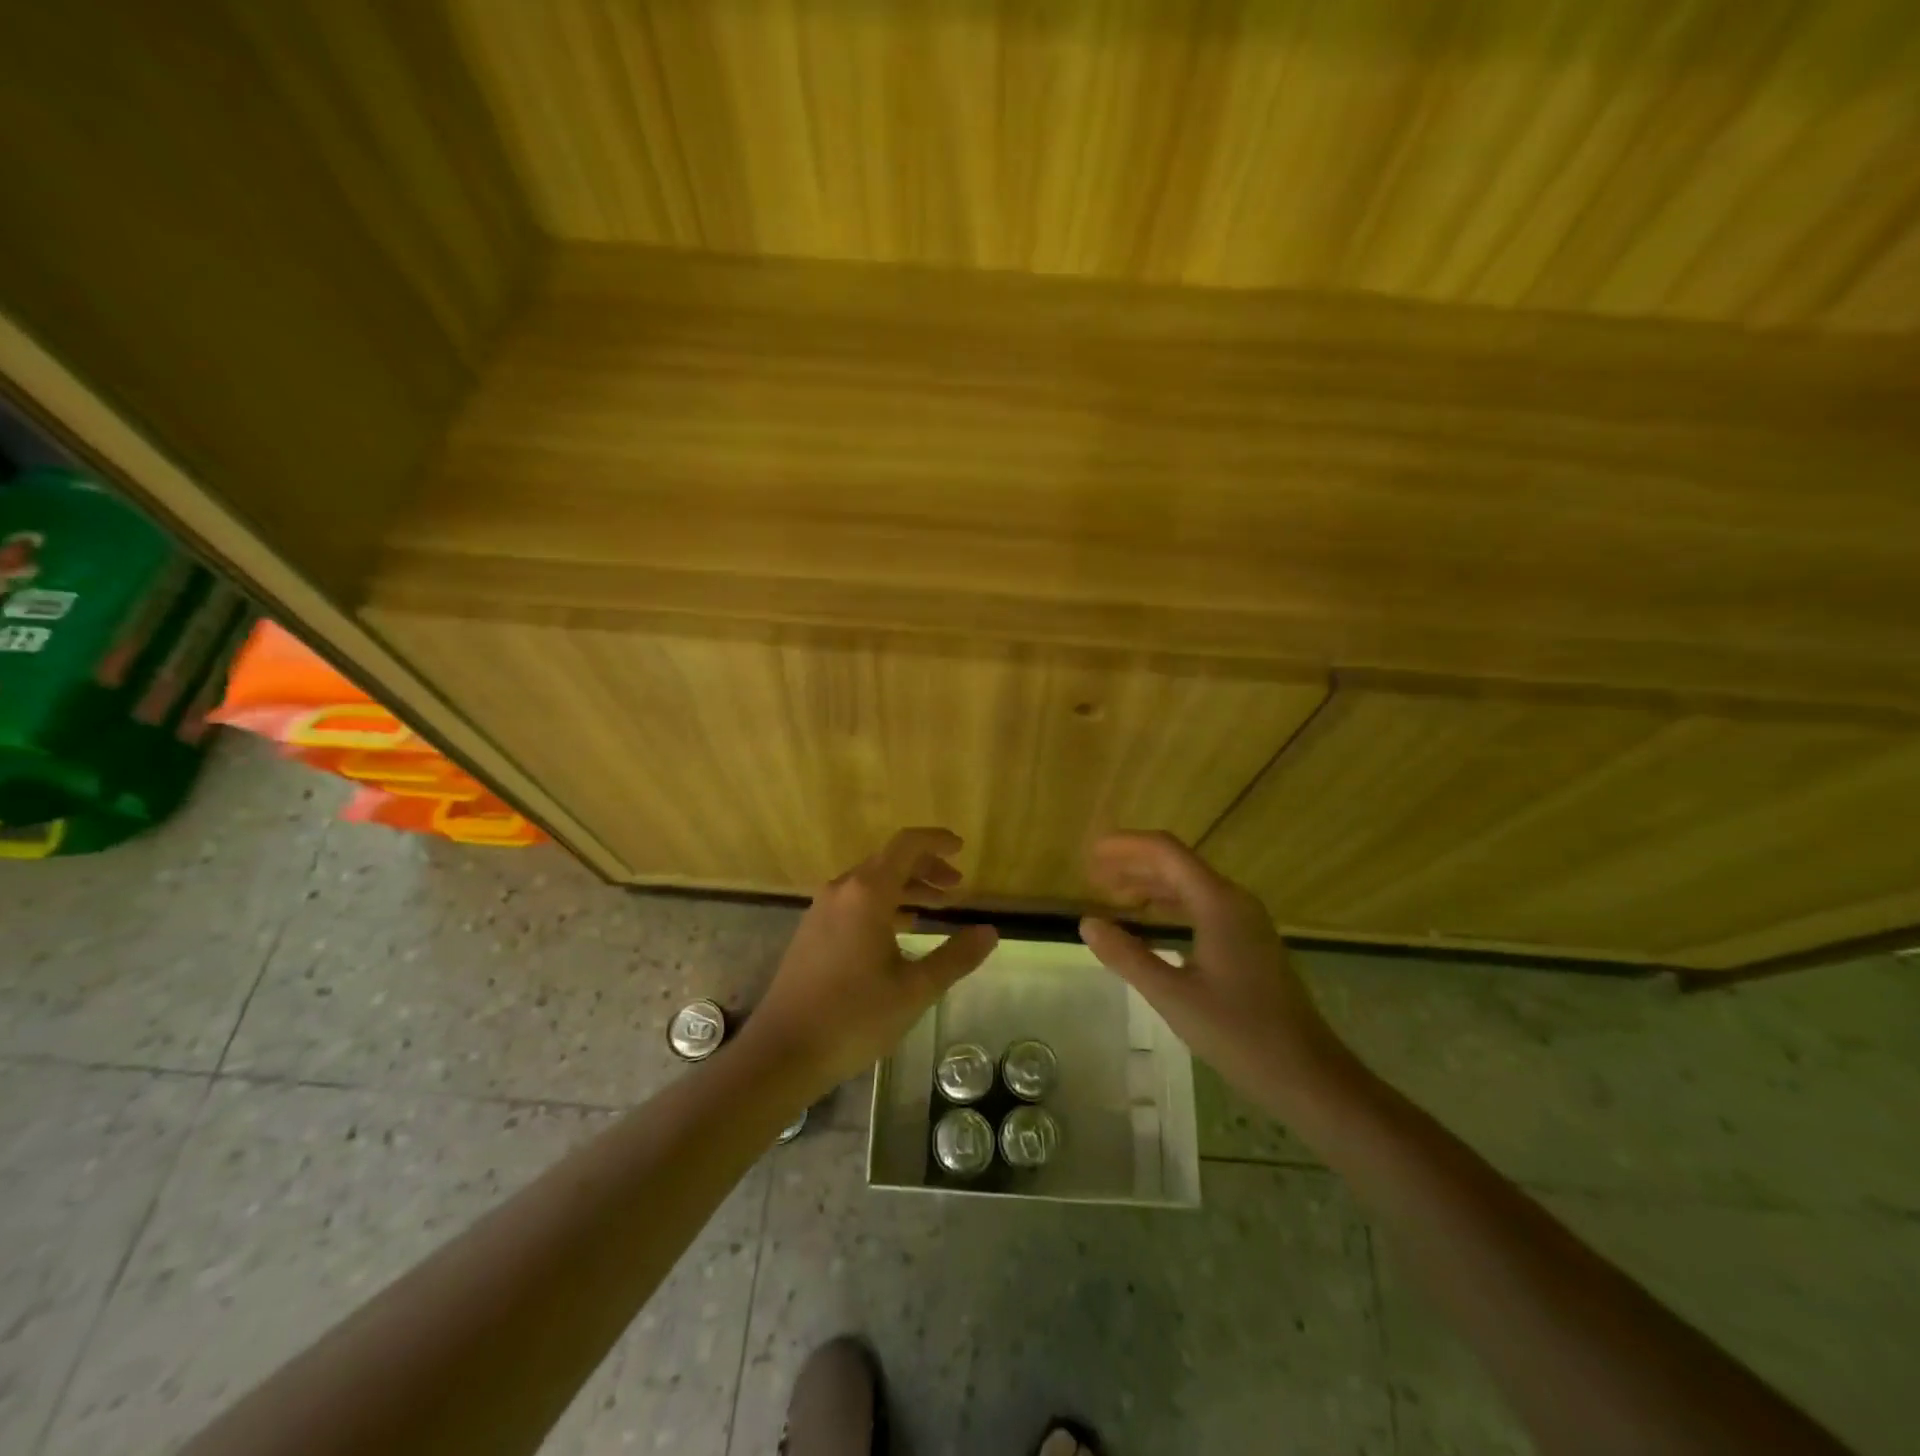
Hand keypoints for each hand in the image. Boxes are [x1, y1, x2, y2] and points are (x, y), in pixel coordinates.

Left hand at [743, 828, 998, 1092]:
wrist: (783, 1052)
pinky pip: (854, 902)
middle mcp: (842, 891)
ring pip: (871, 883)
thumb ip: (956, 957)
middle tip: (956, 886)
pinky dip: (884, 905)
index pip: (906, 846)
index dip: (936, 841)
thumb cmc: (854, 1017)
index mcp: (867, 893)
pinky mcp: (812, 931)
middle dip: (925, 868)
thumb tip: (990, 932)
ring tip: (937, 907)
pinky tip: (900, 931)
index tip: (961, 847)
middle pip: (889, 861)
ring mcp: (822, 910)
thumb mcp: (915, 990)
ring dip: (906, 888)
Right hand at [1078, 831, 1355, 1118]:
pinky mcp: (1249, 942)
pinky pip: (1202, 906)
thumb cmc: (1239, 1033)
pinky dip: (1169, 905)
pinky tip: (1150, 923)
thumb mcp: (1172, 996)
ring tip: (1112, 894)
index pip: (1165, 852)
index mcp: (1217, 902)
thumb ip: (1127, 955)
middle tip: (1092, 875)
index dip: (1125, 845)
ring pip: (1190, 885)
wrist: (1307, 1075)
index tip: (1090, 852)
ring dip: (1150, 883)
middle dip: (1133, 863)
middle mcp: (1233, 901)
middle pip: (1177, 864)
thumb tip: (1087, 923)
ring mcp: (1245, 921)